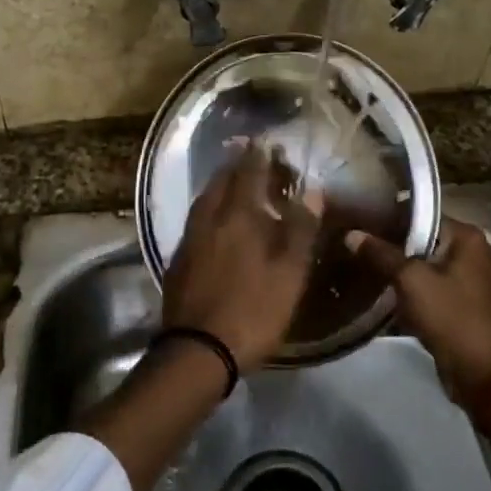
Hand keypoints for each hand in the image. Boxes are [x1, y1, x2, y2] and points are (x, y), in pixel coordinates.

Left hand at [162, 145, 319, 370]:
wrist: (198, 350)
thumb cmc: (252, 310)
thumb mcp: (289, 273)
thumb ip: (300, 229)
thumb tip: (312, 189)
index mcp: (238, 217)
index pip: (248, 174)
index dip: (257, 156)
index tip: (264, 140)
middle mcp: (209, 219)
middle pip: (220, 182)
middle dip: (234, 166)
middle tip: (246, 155)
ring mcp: (189, 240)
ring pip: (203, 201)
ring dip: (218, 186)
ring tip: (230, 181)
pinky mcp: (178, 261)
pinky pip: (195, 221)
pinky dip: (207, 210)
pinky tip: (213, 221)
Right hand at [344, 221, 490, 399]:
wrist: (485, 374)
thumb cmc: (452, 316)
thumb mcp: (411, 280)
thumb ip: (381, 254)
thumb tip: (351, 234)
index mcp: (464, 236)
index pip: (418, 213)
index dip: (386, 215)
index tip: (356, 217)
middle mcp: (465, 252)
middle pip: (417, 239)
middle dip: (385, 243)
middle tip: (350, 240)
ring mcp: (459, 280)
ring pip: (416, 266)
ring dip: (391, 268)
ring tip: (354, 261)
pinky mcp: (451, 305)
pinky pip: (420, 288)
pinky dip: (400, 290)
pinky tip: (371, 288)